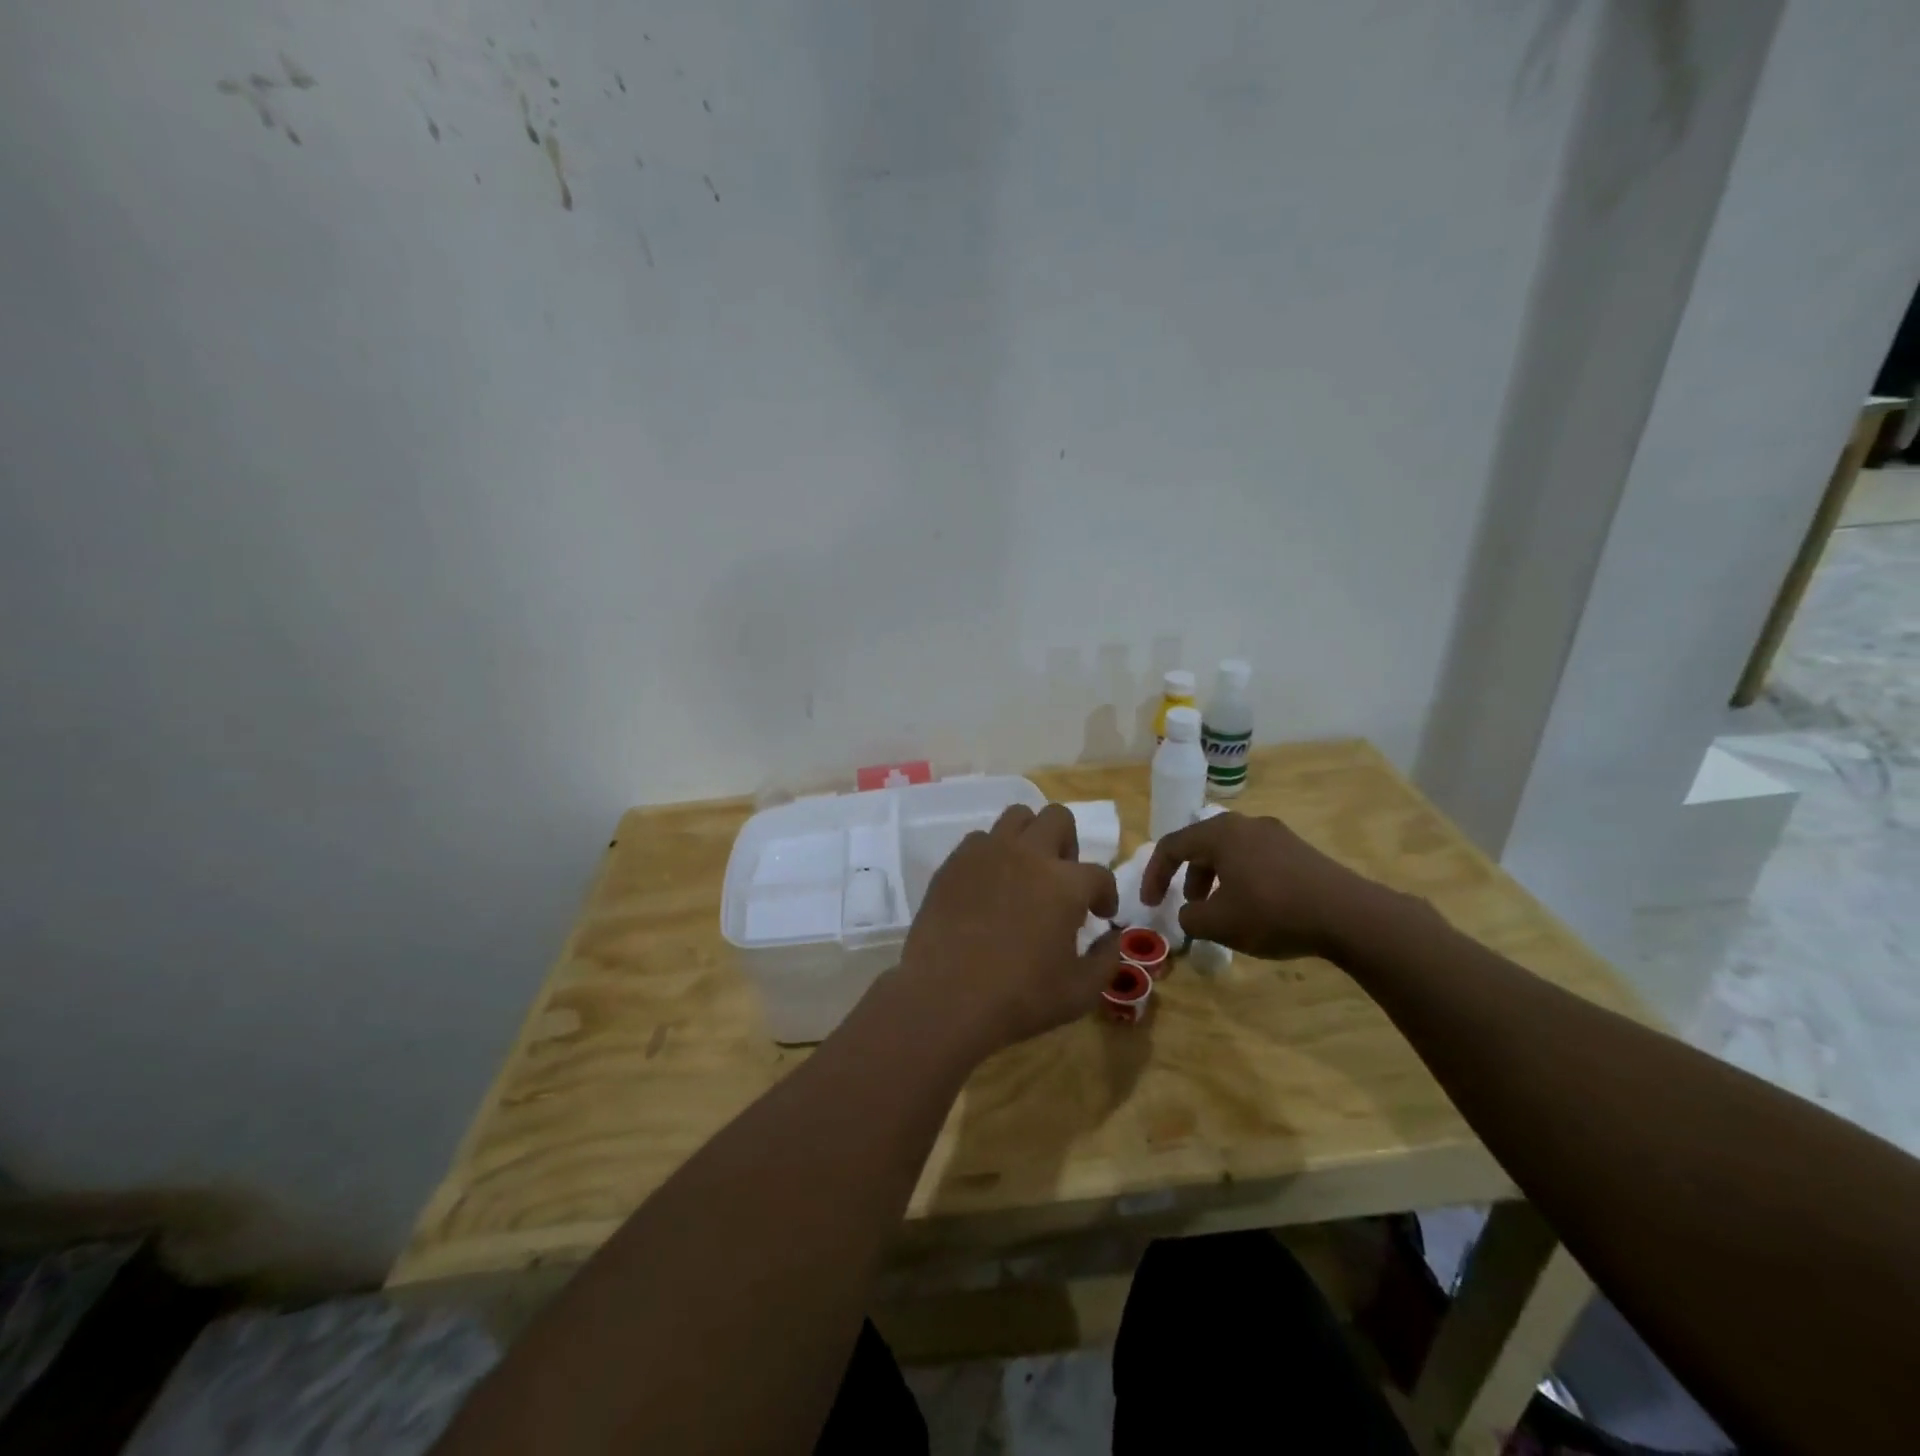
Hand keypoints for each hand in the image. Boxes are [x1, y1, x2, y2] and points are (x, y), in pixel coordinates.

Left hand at [892, 803, 1120, 1059]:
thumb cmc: (1020, 998)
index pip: (1099, 874)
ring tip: (1026, 872)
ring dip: (1030, 838)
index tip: (1101, 914)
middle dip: (1069, 845)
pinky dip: (992, 853)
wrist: (945, 997)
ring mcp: (988, 852)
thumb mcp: (1080, 992)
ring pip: (1017, 817)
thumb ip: (1107, 959)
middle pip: (1058, 819)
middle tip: (1063, 880)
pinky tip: (990, 885)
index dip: (1105, 894)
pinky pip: (980, 839)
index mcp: (1065, 883)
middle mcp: (1029, 854)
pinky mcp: (955, 862)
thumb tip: (1114, 937)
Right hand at [1140, 812, 1384, 961]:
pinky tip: (1256, 908)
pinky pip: (1257, 859)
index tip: (1150, 903)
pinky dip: (1243, 879)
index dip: (1154, 875)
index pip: (1172, 846)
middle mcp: (1246, 824)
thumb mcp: (1219, 923)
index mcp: (1220, 833)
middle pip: (1203, 845)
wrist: (1348, 915)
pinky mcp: (1300, 851)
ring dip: (1216, 879)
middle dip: (1188, 877)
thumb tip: (1190, 914)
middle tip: (1189, 906)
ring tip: (1222, 911)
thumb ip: (1190, 918)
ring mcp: (1277, 834)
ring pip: (1231, 852)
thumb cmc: (1272, 912)